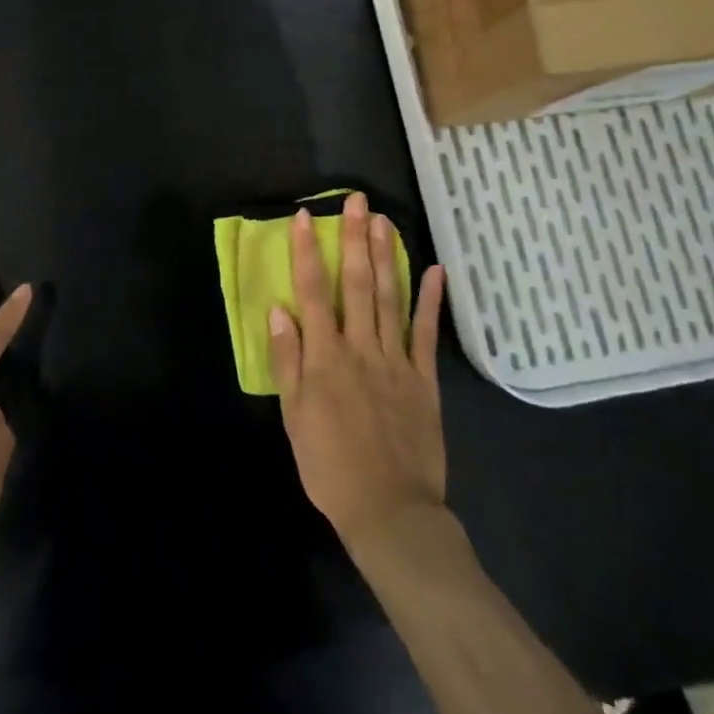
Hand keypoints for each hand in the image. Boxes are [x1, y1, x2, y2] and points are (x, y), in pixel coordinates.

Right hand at [268, 193, 446, 558]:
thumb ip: (288, 360)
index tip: (305, 217)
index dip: (308, 251)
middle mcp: (360, 347)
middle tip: (358, 201)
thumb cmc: (330, 466)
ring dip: (387, 256)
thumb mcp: (294, 417)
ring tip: (385, 220)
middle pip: (357, 283)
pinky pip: (426, 333)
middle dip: (355, 239)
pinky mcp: (424, 379)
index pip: (313, 291)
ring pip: (390, 298)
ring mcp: (396, 360)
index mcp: (325, 356)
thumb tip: (279, 309)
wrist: (390, 511)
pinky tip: (434, 271)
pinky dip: (430, 301)